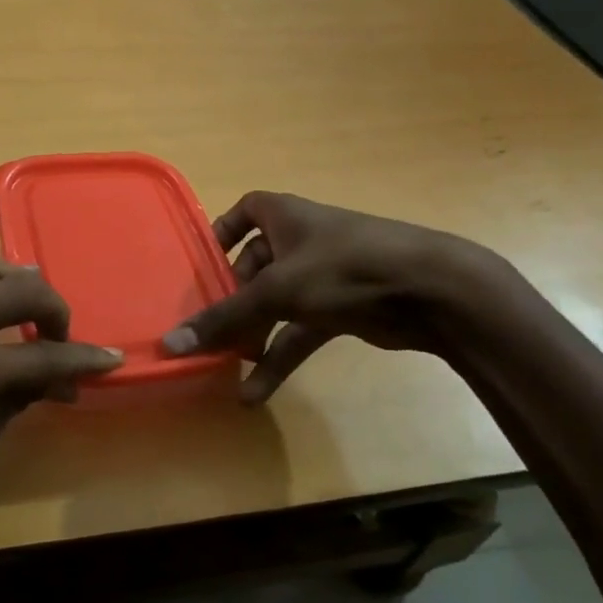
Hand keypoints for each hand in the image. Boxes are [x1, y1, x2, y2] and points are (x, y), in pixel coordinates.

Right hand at [160, 192, 493, 403]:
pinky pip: (298, 331)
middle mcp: (301, 240)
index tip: (202, 261)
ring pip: (275, 303)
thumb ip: (224, 318)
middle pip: (254, 265)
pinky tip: (255, 392)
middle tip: (208, 327)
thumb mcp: (277, 291)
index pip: (245, 210)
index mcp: (284, 216)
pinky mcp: (341, 309)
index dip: (222, 230)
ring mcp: (323, 276)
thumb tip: (170, 343)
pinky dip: (279, 357)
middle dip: (231, 298)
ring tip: (225, 365)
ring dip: (252, 334)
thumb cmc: (344, 268)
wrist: (432, 291)